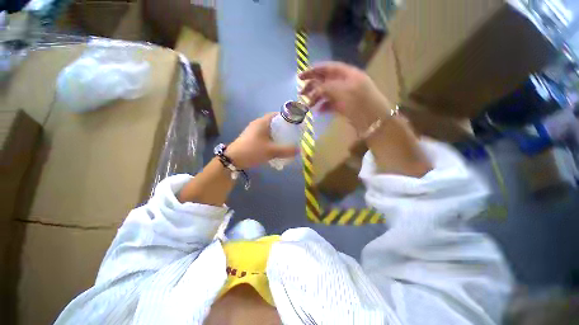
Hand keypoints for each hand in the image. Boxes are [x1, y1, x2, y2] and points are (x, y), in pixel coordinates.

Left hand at [225, 113, 297, 168]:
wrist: (233, 159)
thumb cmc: (253, 151)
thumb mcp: (271, 151)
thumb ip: (286, 150)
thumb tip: (299, 150)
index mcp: (262, 122)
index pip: (277, 115)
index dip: (286, 118)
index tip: (294, 125)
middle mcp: (257, 124)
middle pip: (273, 123)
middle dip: (283, 128)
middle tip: (292, 135)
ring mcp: (253, 131)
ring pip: (269, 130)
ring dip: (277, 135)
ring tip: (285, 141)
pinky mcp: (251, 138)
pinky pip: (264, 136)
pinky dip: (271, 140)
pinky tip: (275, 147)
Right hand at [299, 62, 393, 132]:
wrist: (374, 121)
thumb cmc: (359, 102)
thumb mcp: (342, 91)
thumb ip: (326, 87)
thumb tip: (313, 90)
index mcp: (347, 74)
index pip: (327, 68)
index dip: (313, 71)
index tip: (300, 77)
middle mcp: (345, 83)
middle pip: (325, 80)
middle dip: (312, 86)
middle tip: (301, 93)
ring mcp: (345, 95)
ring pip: (327, 93)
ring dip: (316, 97)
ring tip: (308, 105)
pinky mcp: (344, 107)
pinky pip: (331, 104)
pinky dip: (324, 106)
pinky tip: (318, 111)